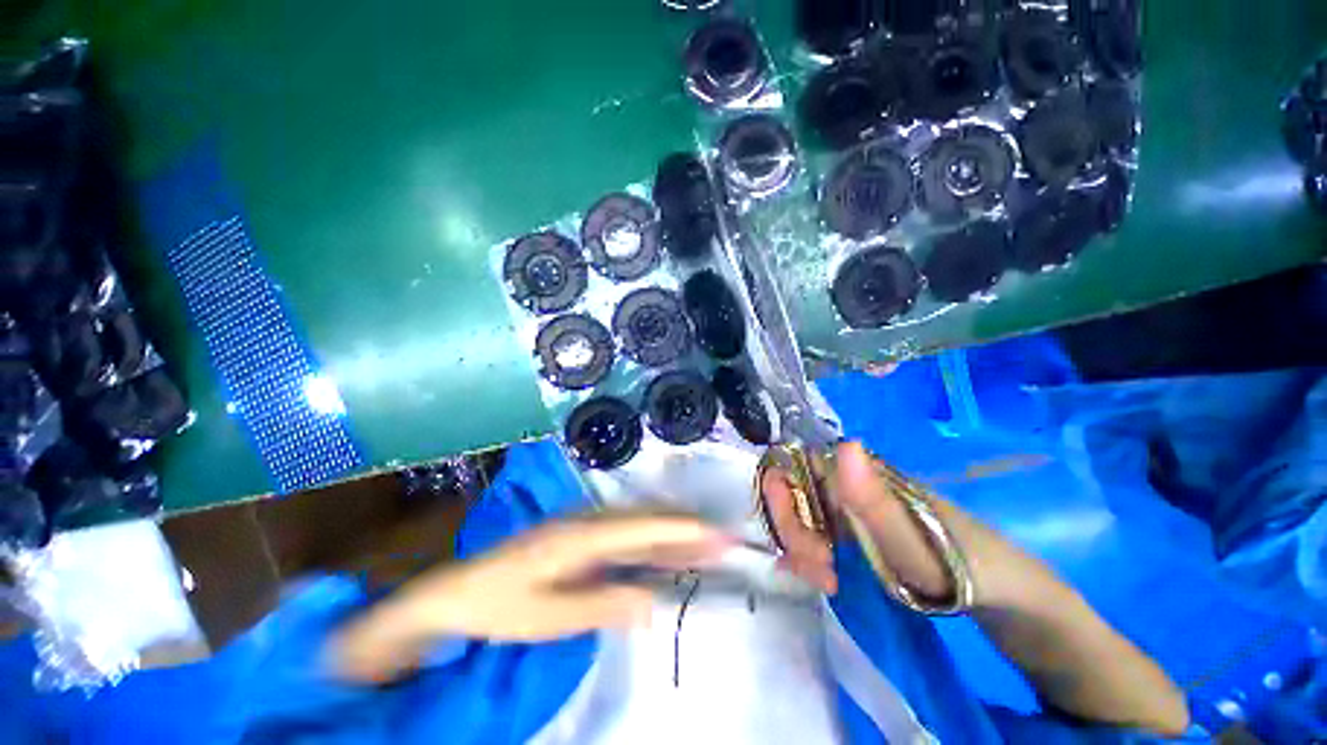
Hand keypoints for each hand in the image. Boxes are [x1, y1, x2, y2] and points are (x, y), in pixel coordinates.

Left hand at [330, 514, 729, 680]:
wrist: (460, 589)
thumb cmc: (501, 605)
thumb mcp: (549, 617)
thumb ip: (602, 606)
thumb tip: (653, 603)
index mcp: (580, 536)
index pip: (642, 527)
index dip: (680, 528)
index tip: (715, 533)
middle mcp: (588, 521)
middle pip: (645, 519)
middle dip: (685, 527)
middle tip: (722, 539)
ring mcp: (584, 525)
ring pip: (638, 524)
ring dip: (671, 532)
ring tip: (705, 543)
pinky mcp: (582, 535)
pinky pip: (625, 535)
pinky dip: (651, 541)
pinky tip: (666, 550)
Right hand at [762, 441, 1006, 603]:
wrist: (999, 594)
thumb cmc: (959, 565)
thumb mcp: (915, 541)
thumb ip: (876, 500)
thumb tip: (845, 445)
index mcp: (860, 472)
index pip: (798, 464)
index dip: (781, 492)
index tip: (791, 534)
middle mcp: (849, 482)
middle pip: (795, 490)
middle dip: (791, 528)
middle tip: (815, 568)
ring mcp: (850, 506)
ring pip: (802, 514)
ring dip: (800, 546)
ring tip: (824, 580)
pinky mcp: (855, 530)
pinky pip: (817, 534)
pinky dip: (809, 555)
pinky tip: (820, 577)